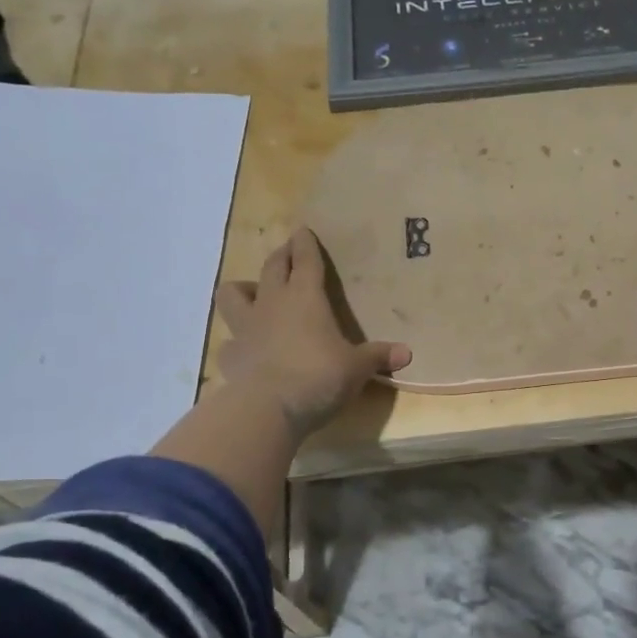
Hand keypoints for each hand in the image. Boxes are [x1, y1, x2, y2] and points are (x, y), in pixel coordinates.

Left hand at [213, 228, 410, 437]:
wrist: (269, 408)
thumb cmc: (320, 376)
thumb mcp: (357, 368)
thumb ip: (377, 356)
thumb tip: (407, 353)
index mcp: (306, 297)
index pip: (306, 260)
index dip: (306, 244)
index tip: (303, 230)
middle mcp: (272, 303)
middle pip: (272, 267)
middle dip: (281, 255)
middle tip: (287, 252)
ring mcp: (246, 328)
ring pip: (233, 294)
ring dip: (243, 289)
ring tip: (254, 295)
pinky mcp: (230, 356)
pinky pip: (229, 342)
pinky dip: (237, 342)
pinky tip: (246, 350)